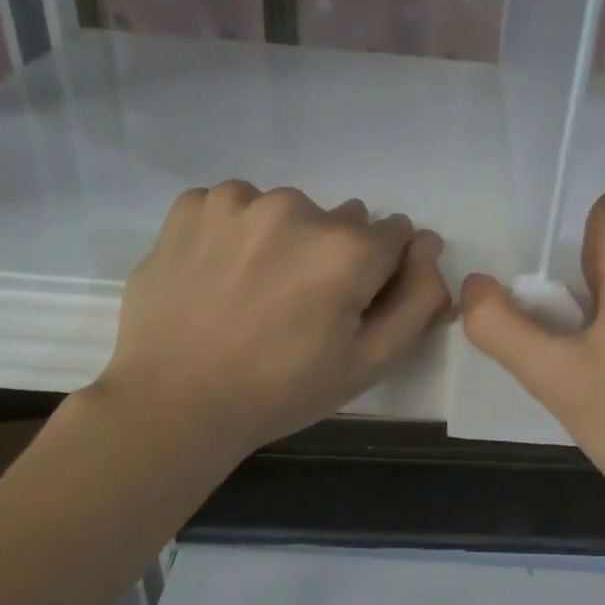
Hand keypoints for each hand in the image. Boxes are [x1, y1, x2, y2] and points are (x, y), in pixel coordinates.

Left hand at [96, 182, 451, 458]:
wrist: (175, 403)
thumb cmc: (282, 390)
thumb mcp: (370, 362)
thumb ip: (418, 300)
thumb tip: (428, 244)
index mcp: (347, 248)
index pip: (395, 235)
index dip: (380, 274)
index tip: (349, 308)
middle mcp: (296, 207)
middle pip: (340, 222)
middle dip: (332, 256)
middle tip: (298, 310)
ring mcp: (237, 201)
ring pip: (286, 212)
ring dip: (284, 241)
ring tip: (254, 293)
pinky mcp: (191, 205)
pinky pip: (235, 208)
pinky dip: (236, 234)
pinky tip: (219, 275)